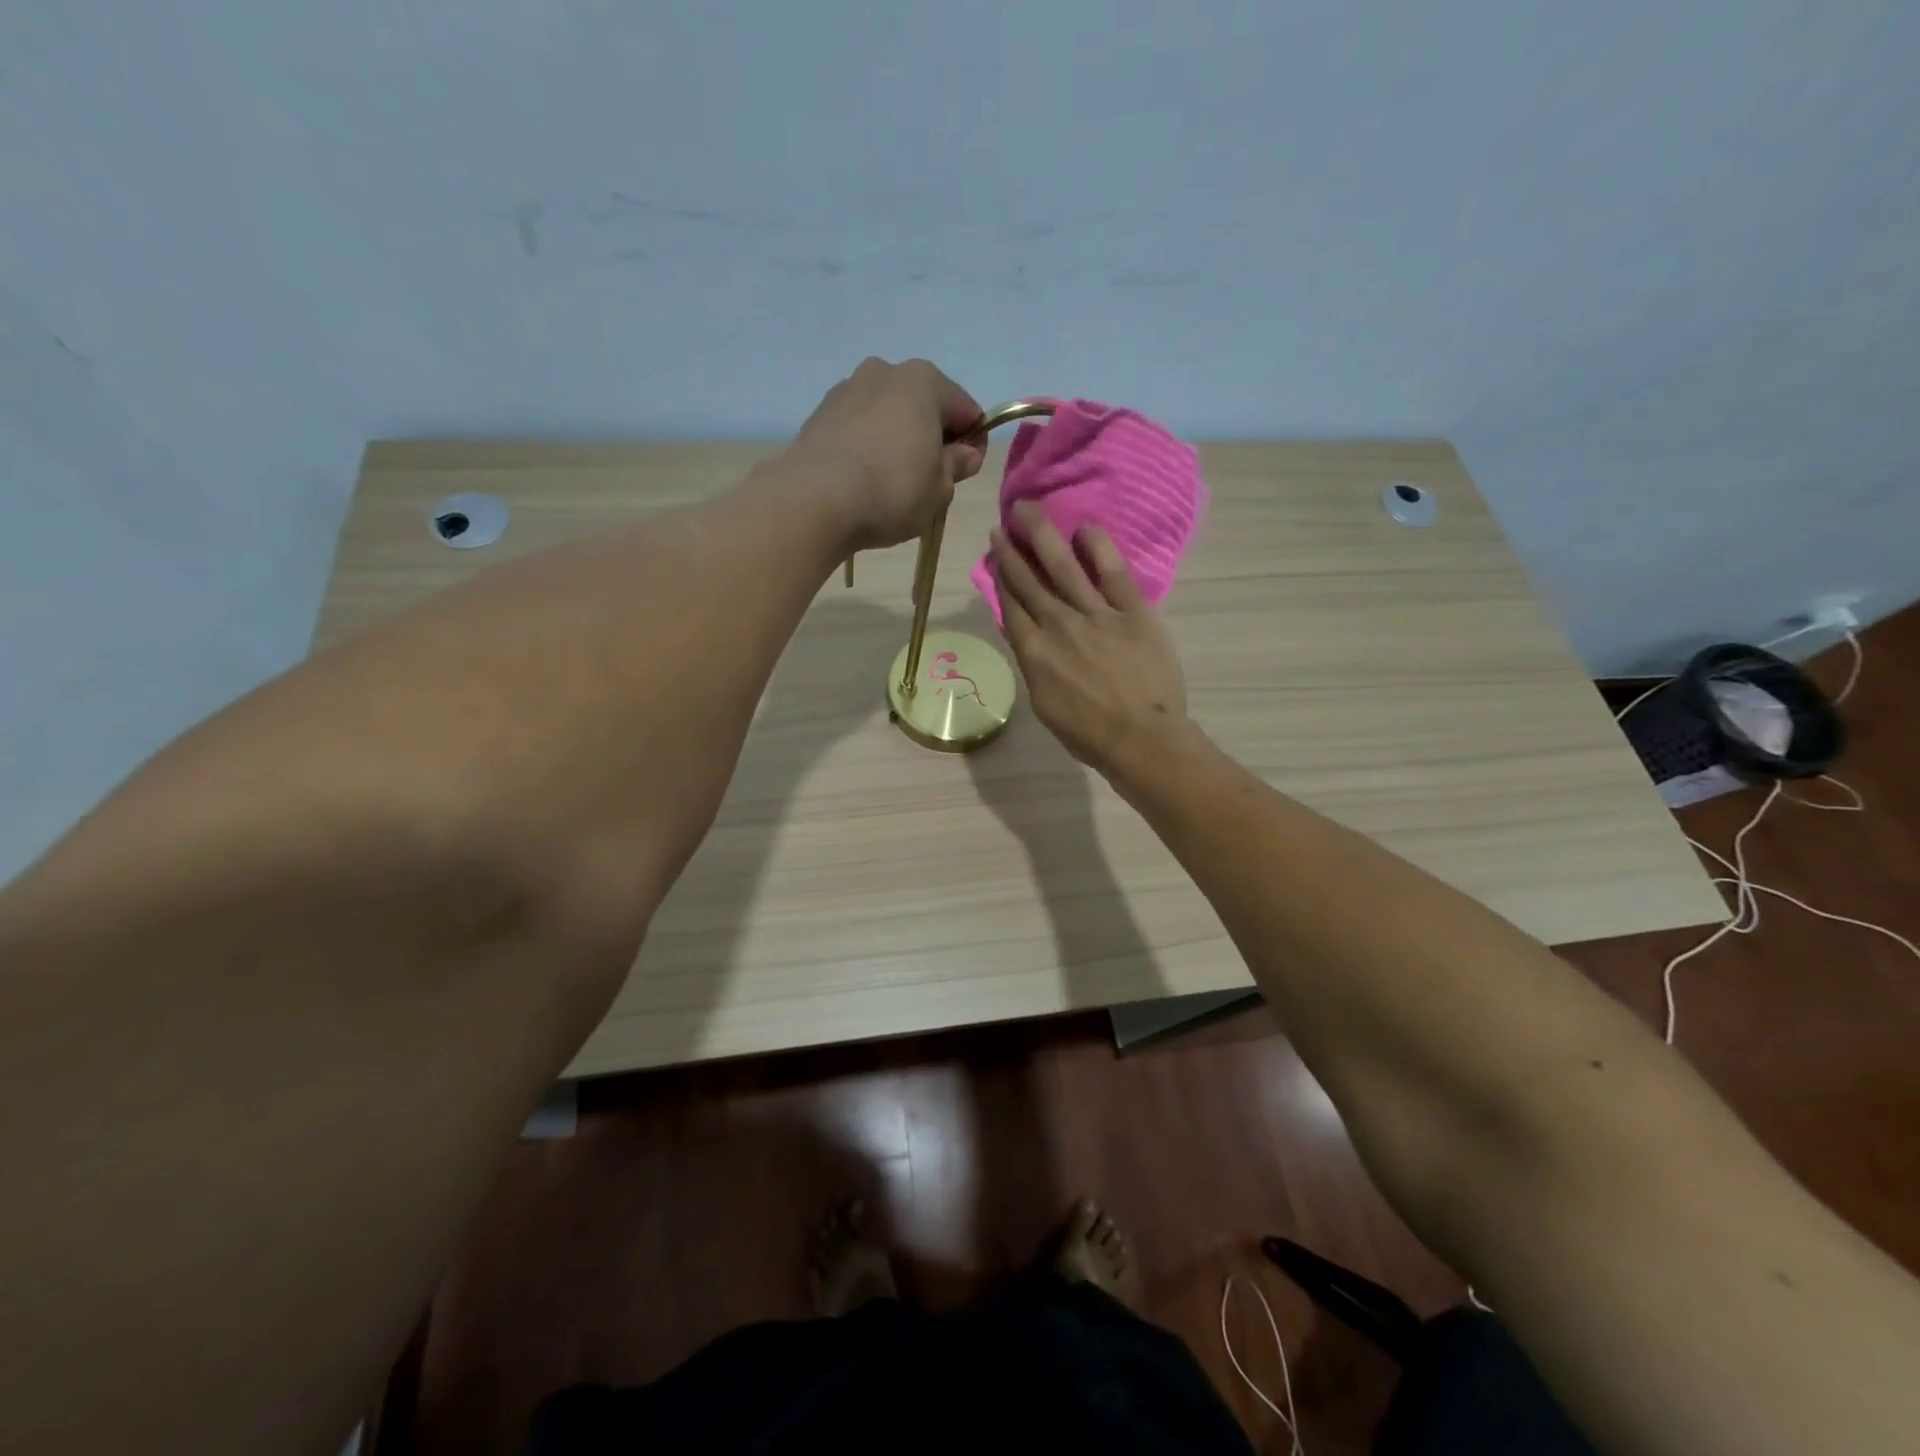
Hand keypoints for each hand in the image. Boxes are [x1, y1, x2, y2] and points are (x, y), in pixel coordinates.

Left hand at [786, 358, 987, 549]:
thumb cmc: (891, 491)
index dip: (974, 442)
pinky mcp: (820, 412)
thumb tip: (964, 454)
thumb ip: (956, 465)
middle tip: (932, 478)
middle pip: (924, 405)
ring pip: (889, 413)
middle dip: (933, 436)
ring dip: (899, 438)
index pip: (966, 410)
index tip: (967, 472)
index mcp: (924, 381)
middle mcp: (885, 371)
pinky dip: (869, 445)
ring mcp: (848, 388)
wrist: (814, 501)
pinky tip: (865, 477)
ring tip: (894, 480)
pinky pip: (859, 426)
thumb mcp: (939, 489)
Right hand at [989, 501, 1189, 775]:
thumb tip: (1026, 637)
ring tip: (1028, 510)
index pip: (1011, 604)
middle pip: (1029, 579)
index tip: (995, 553)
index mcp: (1033, 652)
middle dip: (1012, 548)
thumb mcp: (1045, 705)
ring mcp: (1096, 615)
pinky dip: (1097, 547)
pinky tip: (1084, 528)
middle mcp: (1058, 625)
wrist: (1141, 738)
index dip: (1000, 575)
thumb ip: (1034, 666)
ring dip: (1042, 535)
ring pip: (1062, 566)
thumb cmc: (1089, 734)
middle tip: (1003, 521)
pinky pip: (1113, 572)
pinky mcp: (1133, 611)